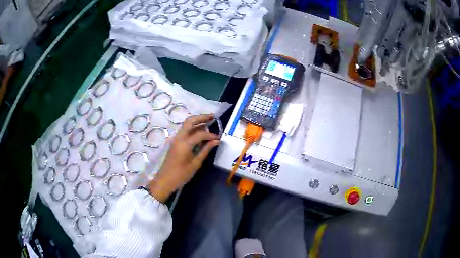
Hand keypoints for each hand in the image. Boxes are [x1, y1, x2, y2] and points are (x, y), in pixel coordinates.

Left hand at [148, 114, 219, 201]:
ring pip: (186, 125)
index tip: (219, 138)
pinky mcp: (175, 142)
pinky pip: (184, 131)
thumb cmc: (181, 175)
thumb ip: (205, 150)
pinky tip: (200, 132)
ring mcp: (176, 139)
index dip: (211, 135)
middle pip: (190, 121)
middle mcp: (179, 137)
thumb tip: (216, 141)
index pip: (200, 134)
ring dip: (197, 122)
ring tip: (209, 122)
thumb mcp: (195, 164)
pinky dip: (193, 128)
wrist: (165, 180)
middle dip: (202, 117)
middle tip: (213, 117)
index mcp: (184, 143)